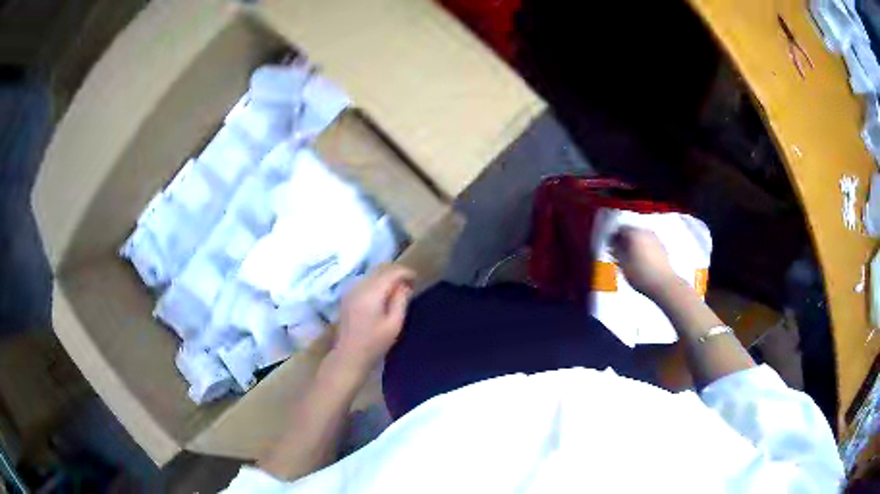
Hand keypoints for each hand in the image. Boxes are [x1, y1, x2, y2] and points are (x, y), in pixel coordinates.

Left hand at [334, 264, 414, 374]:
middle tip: (409, 284)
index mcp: (371, 293)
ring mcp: (351, 290)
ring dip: (386, 277)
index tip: (416, 278)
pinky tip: (383, 294)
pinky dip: (376, 282)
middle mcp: (359, 287)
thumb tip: (405, 285)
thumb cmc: (374, 343)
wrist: (349, 355)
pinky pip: (365, 282)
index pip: (390, 272)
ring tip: (398, 289)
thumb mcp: (394, 324)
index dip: (405, 272)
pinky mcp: (347, 296)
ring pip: (372, 274)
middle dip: (396, 273)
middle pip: (380, 270)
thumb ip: (400, 301)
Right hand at [610, 226, 679, 297]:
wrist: (664, 284)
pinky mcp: (662, 248)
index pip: (619, 229)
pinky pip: (648, 245)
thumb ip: (616, 251)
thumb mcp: (623, 264)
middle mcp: (646, 232)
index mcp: (635, 233)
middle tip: (618, 256)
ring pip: (640, 239)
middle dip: (624, 242)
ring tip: (629, 261)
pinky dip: (642, 251)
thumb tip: (613, 245)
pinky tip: (640, 263)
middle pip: (631, 233)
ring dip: (634, 247)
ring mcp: (655, 239)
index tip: (610, 249)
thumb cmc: (641, 274)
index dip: (613, 238)